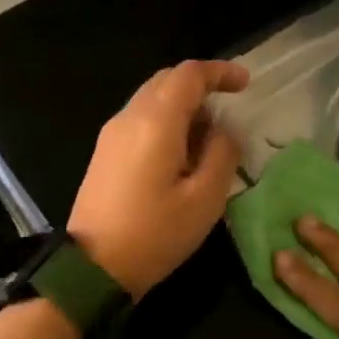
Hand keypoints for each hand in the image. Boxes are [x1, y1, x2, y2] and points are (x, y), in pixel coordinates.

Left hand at [67, 60, 249, 298]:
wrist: (93, 267)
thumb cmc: (155, 234)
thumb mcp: (204, 199)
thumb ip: (222, 154)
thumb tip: (225, 129)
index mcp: (156, 122)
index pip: (189, 74)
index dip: (220, 72)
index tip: (244, 84)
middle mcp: (129, 117)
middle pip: (166, 80)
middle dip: (200, 86)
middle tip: (228, 111)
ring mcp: (111, 135)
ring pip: (150, 99)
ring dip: (182, 106)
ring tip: (207, 138)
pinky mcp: (104, 154)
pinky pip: (139, 121)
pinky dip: (165, 122)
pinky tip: (180, 154)